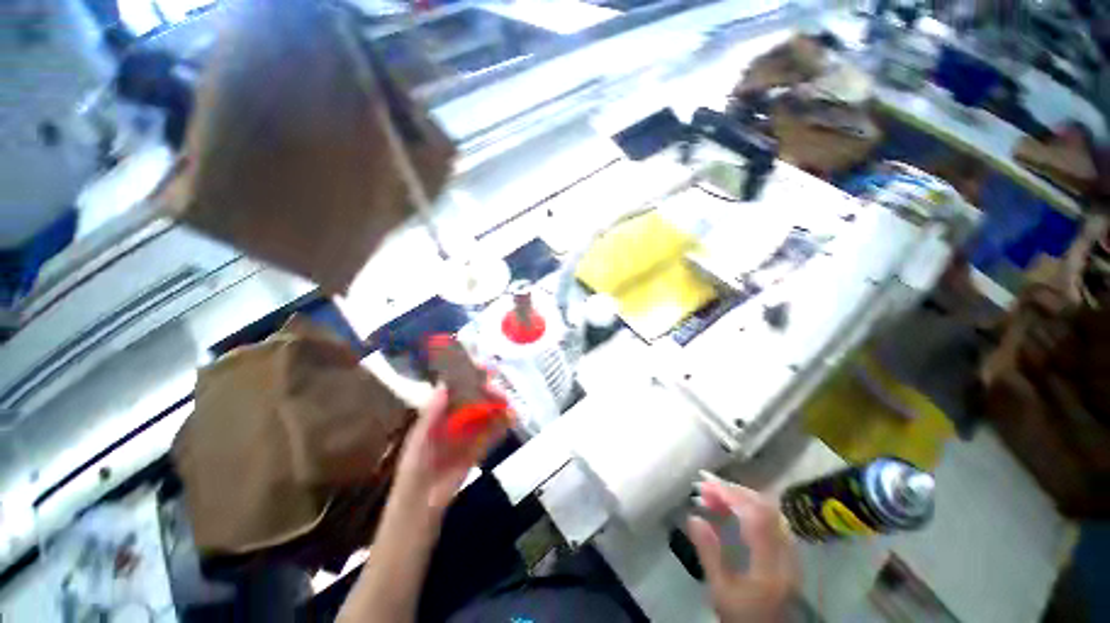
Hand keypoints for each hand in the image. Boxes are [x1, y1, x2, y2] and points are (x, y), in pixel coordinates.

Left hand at [393, 384, 510, 513]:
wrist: (421, 503)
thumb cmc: (415, 467)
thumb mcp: (420, 438)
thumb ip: (432, 413)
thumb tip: (445, 385)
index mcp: (439, 414)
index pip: (457, 389)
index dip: (470, 378)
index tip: (484, 370)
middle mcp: (455, 420)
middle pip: (475, 400)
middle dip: (489, 394)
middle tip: (501, 392)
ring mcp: (467, 435)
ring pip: (486, 416)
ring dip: (498, 409)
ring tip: (510, 406)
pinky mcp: (477, 450)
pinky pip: (491, 435)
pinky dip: (501, 427)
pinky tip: (510, 421)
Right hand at [687, 475, 799, 622]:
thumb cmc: (742, 616)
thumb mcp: (721, 591)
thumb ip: (709, 554)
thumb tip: (693, 517)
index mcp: (770, 567)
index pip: (756, 518)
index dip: (732, 495)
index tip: (706, 485)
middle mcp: (786, 555)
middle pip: (766, 508)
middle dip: (734, 491)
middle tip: (706, 486)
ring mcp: (791, 553)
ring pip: (770, 510)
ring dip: (742, 496)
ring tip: (715, 494)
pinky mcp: (789, 552)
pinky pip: (772, 518)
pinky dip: (750, 506)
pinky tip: (733, 507)